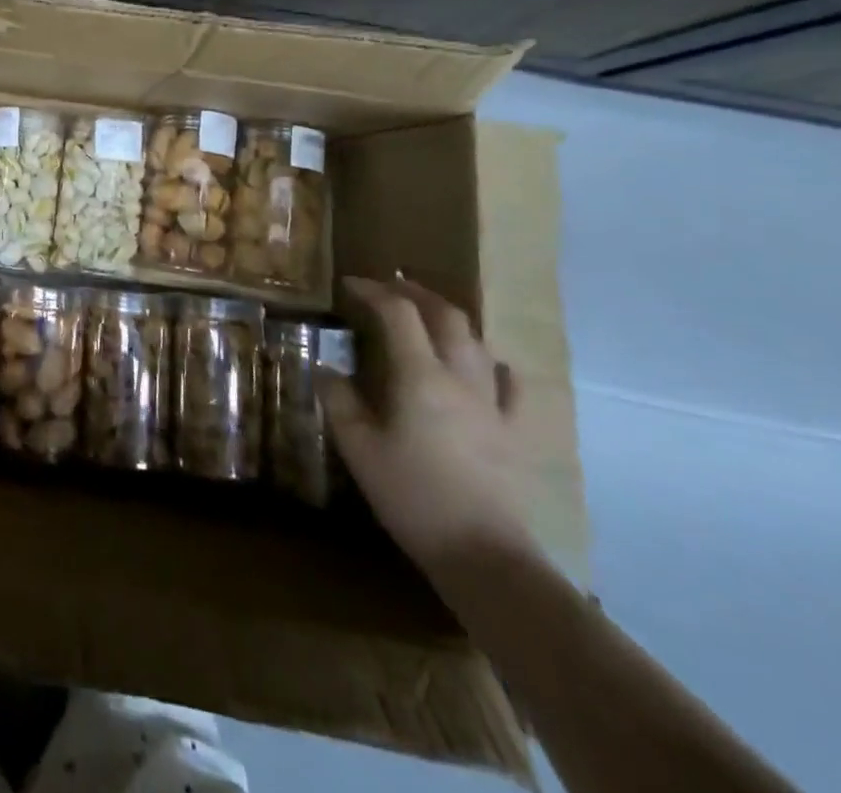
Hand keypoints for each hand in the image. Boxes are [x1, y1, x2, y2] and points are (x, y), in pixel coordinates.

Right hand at [320, 276, 538, 578]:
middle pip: (446, 316)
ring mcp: (492, 405)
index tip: (350, 284)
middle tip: (389, 286)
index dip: (373, 291)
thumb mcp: (358, 448)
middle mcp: (459, 378)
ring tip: (427, 316)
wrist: (483, 555)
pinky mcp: (513, 433)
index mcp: (419, 376)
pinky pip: (509, 386)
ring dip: (450, 319)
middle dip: (416, 292)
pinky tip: (484, 364)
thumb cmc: (412, 496)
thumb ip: (340, 402)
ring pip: (477, 343)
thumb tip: (327, 371)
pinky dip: (491, 363)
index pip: (398, 313)